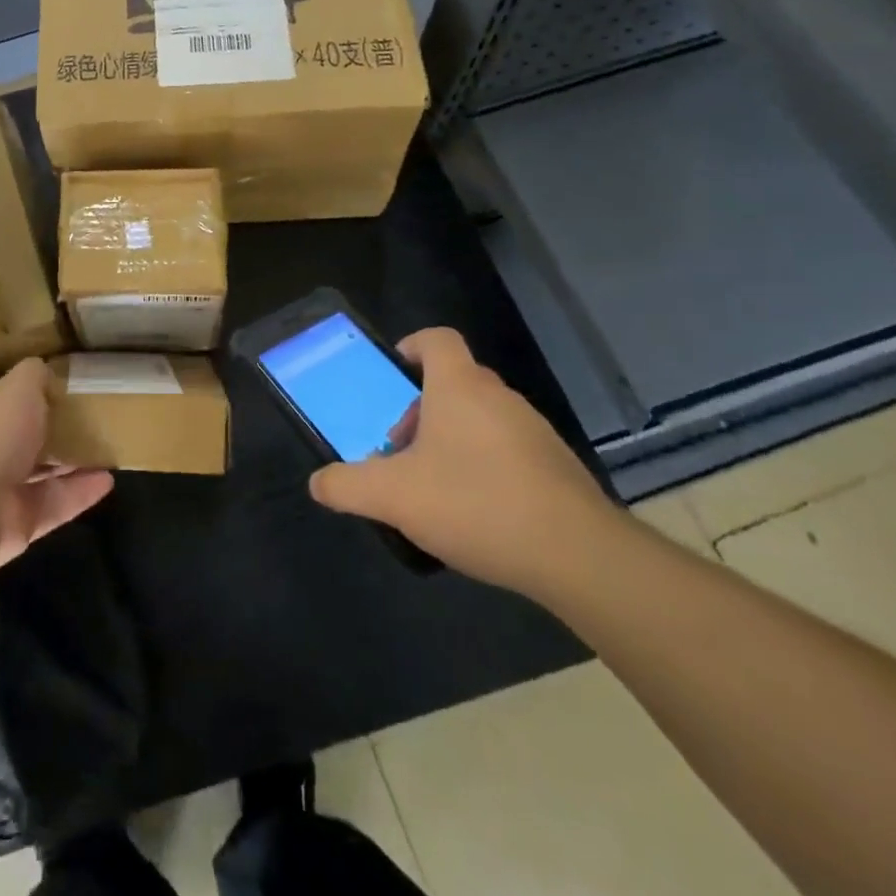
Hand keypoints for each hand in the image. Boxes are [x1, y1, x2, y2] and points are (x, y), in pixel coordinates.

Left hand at [0, 358, 114, 568]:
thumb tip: (46, 370)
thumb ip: (34, 375)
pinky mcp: (22, 522)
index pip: (12, 401)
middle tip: (96, 421)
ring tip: (108, 450)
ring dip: (75, 463)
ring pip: (45, 474)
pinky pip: (57, 505)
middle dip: (59, 431)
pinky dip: (82, 494)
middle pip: (30, 439)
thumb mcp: (18, 387)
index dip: (39, 395)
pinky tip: (108, 481)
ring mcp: (4, 490)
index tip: (72, 389)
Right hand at [307, 328, 619, 598]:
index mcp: (459, 387)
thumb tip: (318, 483)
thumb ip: (348, 486)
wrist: (577, 555)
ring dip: (452, 437)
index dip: (413, 345)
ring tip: (435, 485)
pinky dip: (484, 463)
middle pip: (455, 381)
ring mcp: (533, 430)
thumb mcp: (394, 497)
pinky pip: (508, 447)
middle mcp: (499, 397)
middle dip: (422, 407)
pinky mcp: (556, 466)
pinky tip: (476, 510)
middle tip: (402, 447)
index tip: (396, 371)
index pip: (437, 340)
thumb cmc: (476, 503)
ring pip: (482, 416)